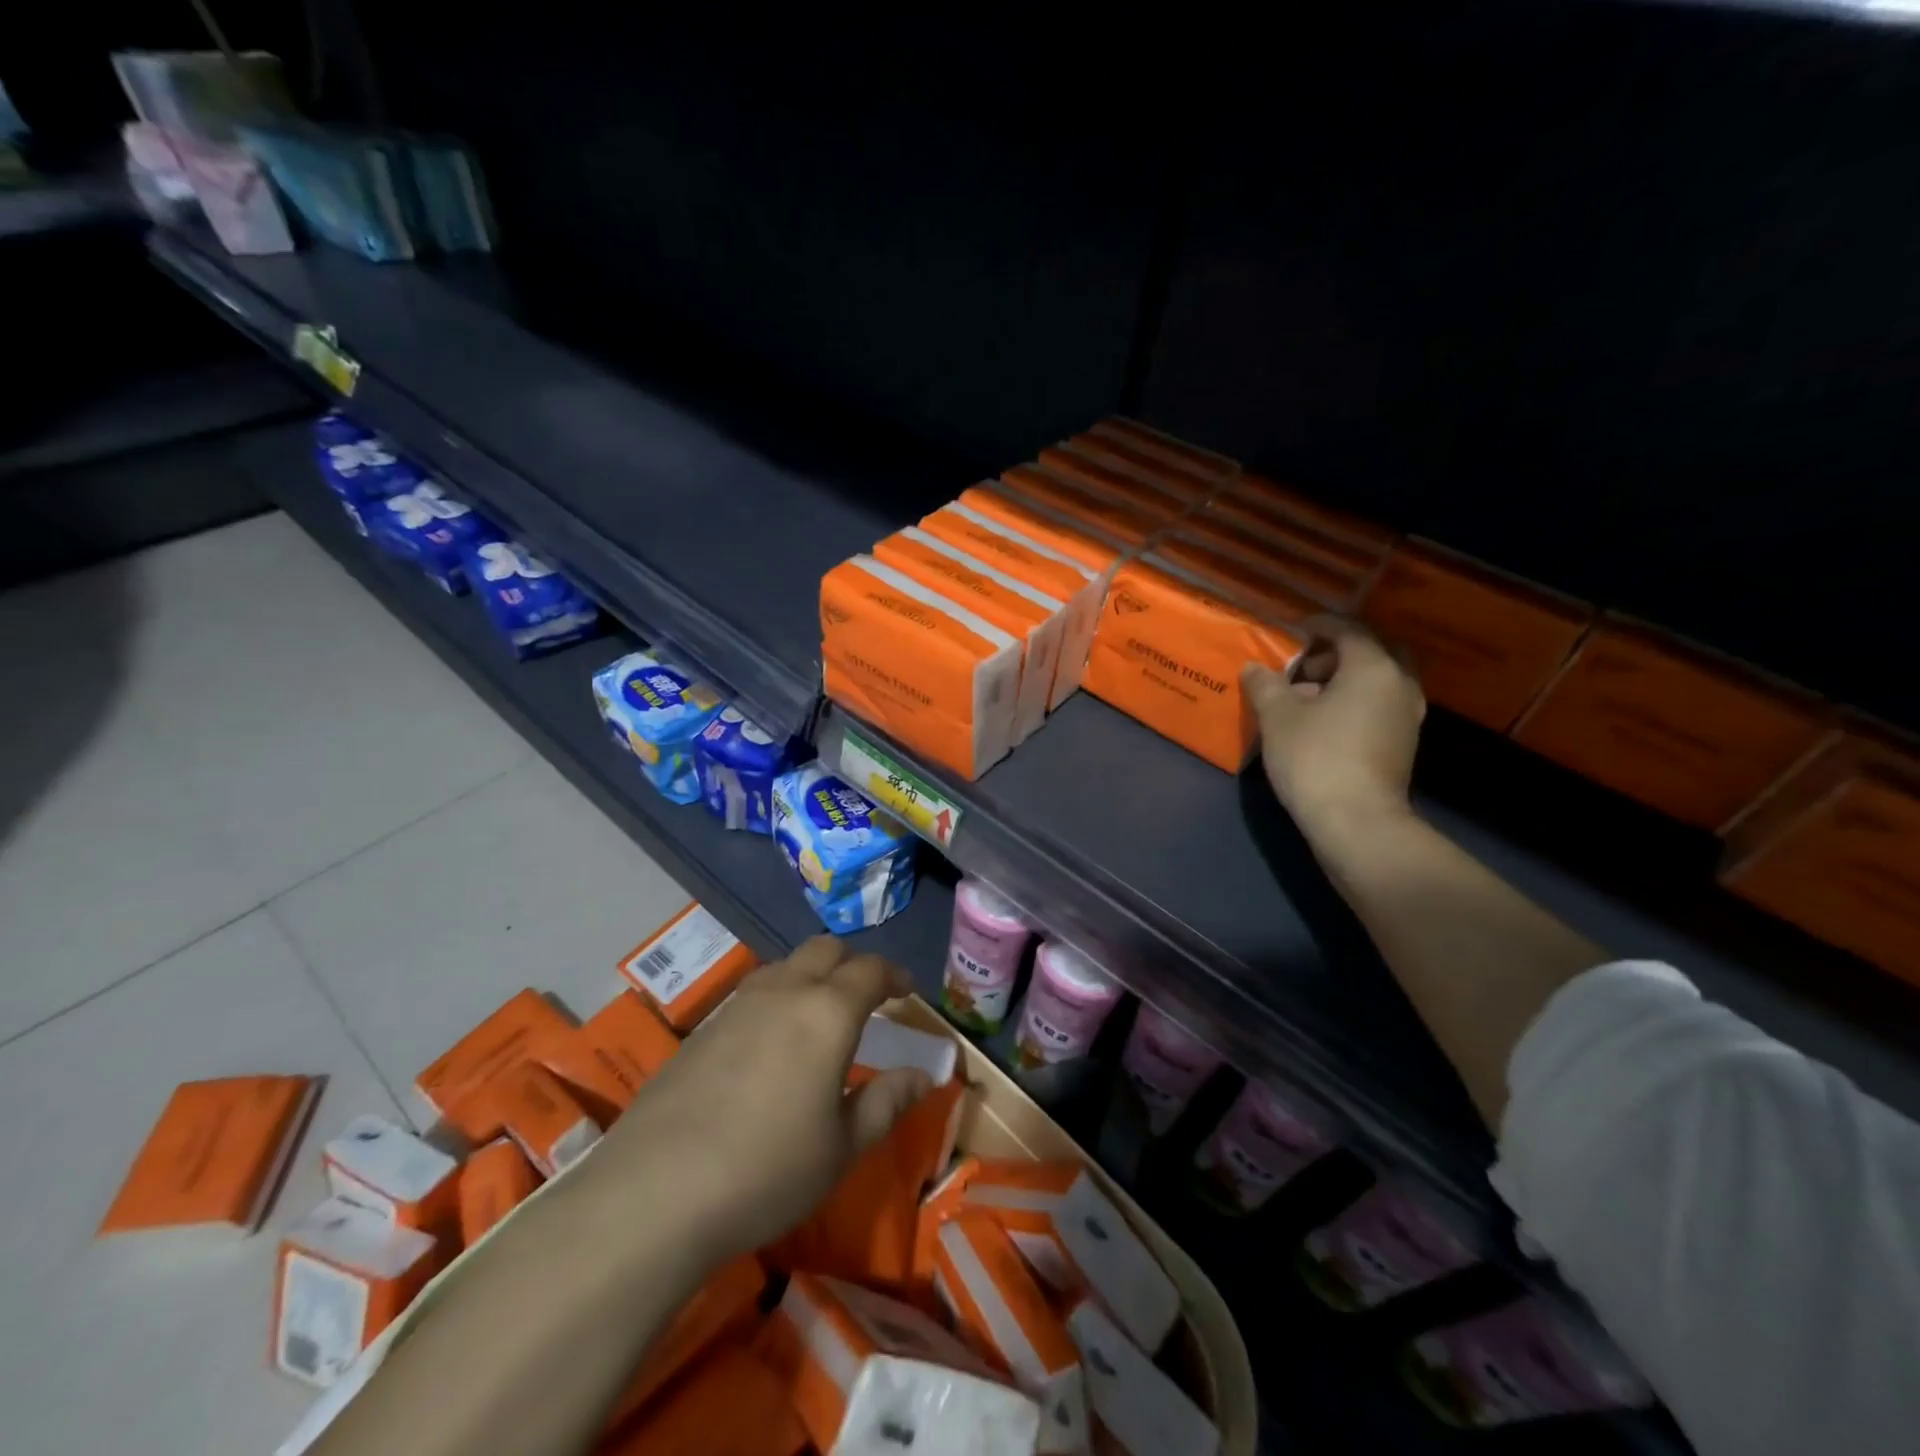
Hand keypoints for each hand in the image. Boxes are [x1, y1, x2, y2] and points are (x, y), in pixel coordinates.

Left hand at [597, 936, 930, 1260]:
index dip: (893, 974)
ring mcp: (736, 1007)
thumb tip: (922, 1076)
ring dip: (809, 976)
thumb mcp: (842, 1148)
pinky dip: (775, 1001)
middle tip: (866, 996)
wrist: (655, 1192)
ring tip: (817, 1015)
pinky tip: (769, 1046)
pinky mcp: (701, 1030)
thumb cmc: (768, 1170)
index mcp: (827, 1013)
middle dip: (852, 963)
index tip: (906, 989)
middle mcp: (783, 993)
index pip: (870, 970)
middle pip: (824, 950)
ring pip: (783, 966)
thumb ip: (886, 1103)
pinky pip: (751, 995)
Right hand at [1243, 616, 1424, 838]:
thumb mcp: (1278, 717)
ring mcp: (1406, 717)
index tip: (1293, 630)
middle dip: (1336, 653)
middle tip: (1302, 666)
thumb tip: (1254, 669)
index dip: (1318, 626)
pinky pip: (1376, 707)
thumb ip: (1265, 686)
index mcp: (1373, 668)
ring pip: (1375, 682)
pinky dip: (1352, 703)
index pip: (1348, 630)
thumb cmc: (1315, 758)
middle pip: (1371, 653)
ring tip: (1303, 698)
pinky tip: (1320, 723)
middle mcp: (1399, 685)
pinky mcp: (1401, 745)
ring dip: (1342, 681)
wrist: (1356, 822)